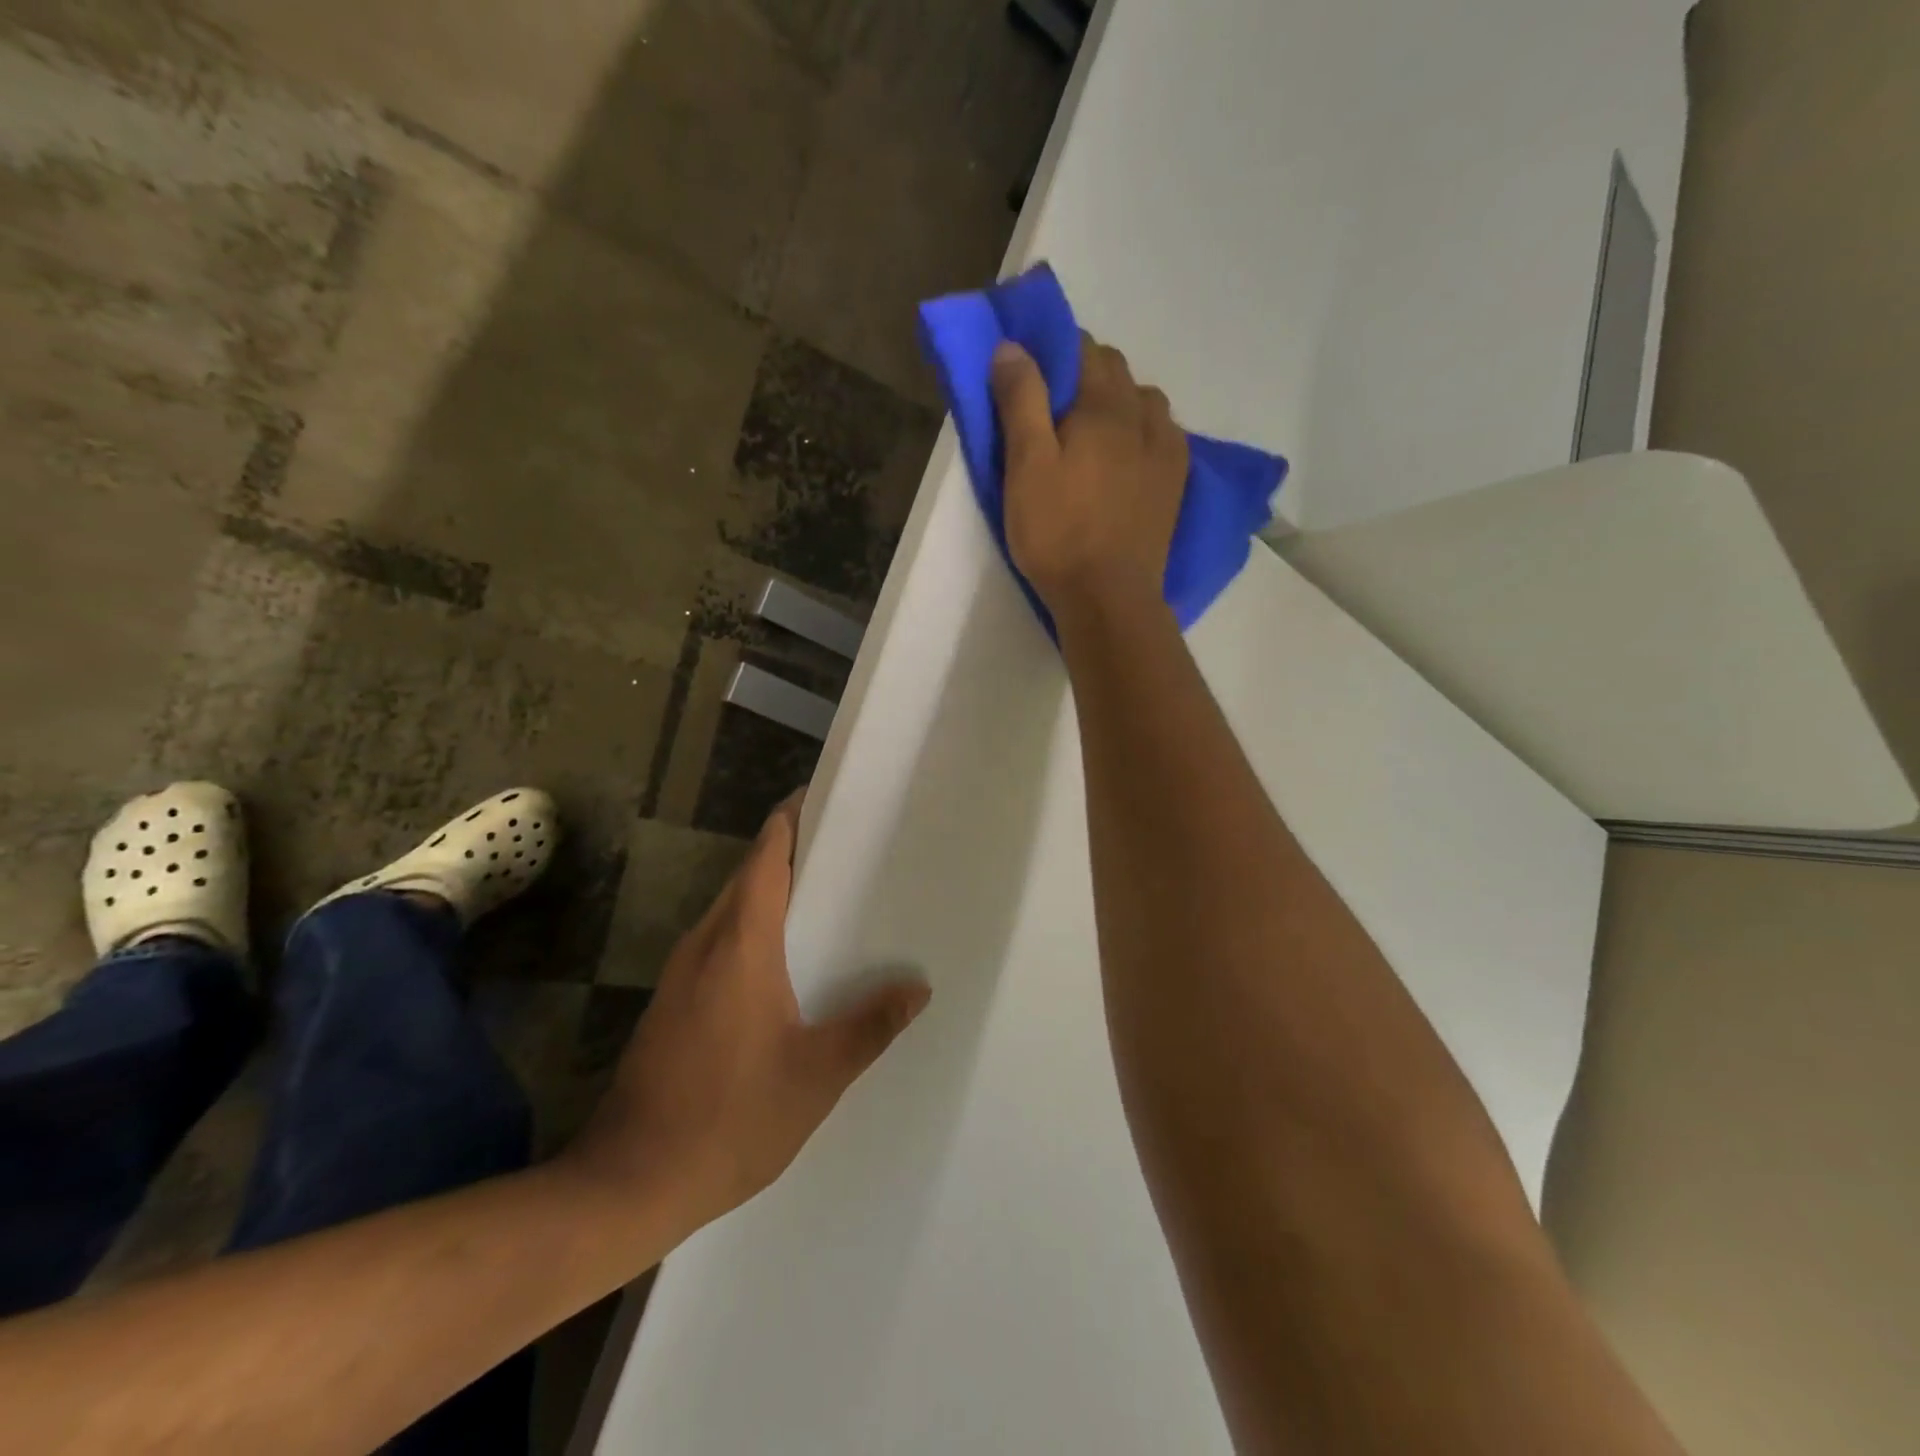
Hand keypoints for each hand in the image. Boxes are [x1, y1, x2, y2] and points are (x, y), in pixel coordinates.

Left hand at [558, 795, 930, 1236]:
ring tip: (830, 894)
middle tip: (850, 846)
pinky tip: (789, 957)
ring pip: (733, 906)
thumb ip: (870, 1026)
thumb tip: (918, 987)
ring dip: (774, 889)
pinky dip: (756, 925)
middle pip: (749, 873)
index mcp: (740, 943)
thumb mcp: (816, 1076)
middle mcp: (706, 943)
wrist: (628, 1183)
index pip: (766, 856)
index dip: (792, 818)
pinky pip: (722, 939)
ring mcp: (683, 972)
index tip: (828, 798)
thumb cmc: (729, 1120)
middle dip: (792, 849)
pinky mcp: (674, 1000)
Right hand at [990, 334, 1188, 617]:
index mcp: (1103, 406)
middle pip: (1116, 370)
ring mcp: (1166, 450)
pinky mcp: (1174, 482)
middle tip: (1051, 406)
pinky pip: (1164, 434)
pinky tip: (1128, 454)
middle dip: (1085, 372)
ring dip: (1118, 400)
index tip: (1030, 372)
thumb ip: (1021, 402)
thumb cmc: (1058, 532)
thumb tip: (1012, 346)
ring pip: (1144, 401)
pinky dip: (1142, 430)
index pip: (1083, 348)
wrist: (1108, 596)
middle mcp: (1142, 416)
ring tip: (1091, 431)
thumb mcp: (1025, 467)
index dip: (1054, 351)